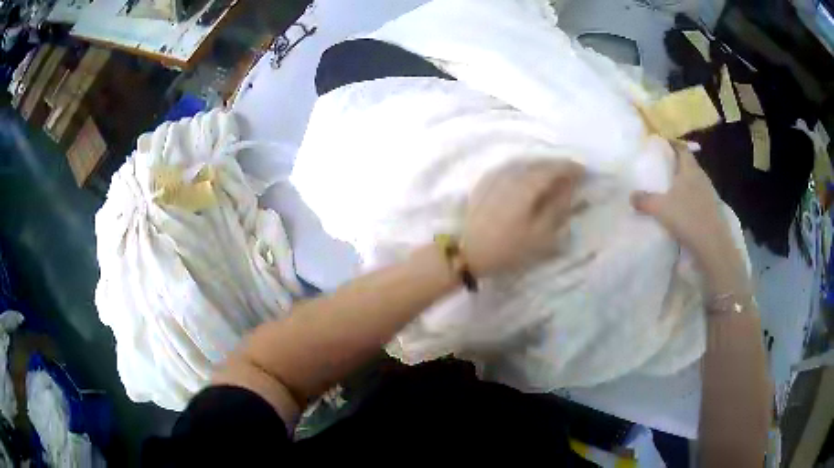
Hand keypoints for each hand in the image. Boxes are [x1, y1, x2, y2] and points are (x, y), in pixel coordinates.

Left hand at [461, 160, 583, 275]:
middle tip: (571, 174)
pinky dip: (525, 172)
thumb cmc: (508, 248)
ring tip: (553, 177)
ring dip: (541, 168)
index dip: (570, 168)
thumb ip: (558, 206)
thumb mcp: (541, 234)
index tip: (583, 171)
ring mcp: (495, 177)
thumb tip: (569, 187)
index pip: (554, 168)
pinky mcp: (485, 184)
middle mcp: (511, 174)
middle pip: (539, 164)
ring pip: (524, 166)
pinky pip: (512, 170)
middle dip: (557, 166)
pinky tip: (528, 180)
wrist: (467, 252)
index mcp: (527, 185)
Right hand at [631, 148, 749, 295]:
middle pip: (689, 164)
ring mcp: (709, 193)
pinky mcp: (712, 209)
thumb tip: (631, 195)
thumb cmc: (687, 217)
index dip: (673, 144)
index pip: (682, 149)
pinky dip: (691, 196)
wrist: (712, 244)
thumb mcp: (660, 208)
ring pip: (695, 180)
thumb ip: (644, 200)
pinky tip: (684, 206)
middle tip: (665, 166)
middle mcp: (701, 177)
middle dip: (678, 163)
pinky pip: (699, 196)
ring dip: (685, 181)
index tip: (663, 144)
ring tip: (673, 187)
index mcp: (689, 169)